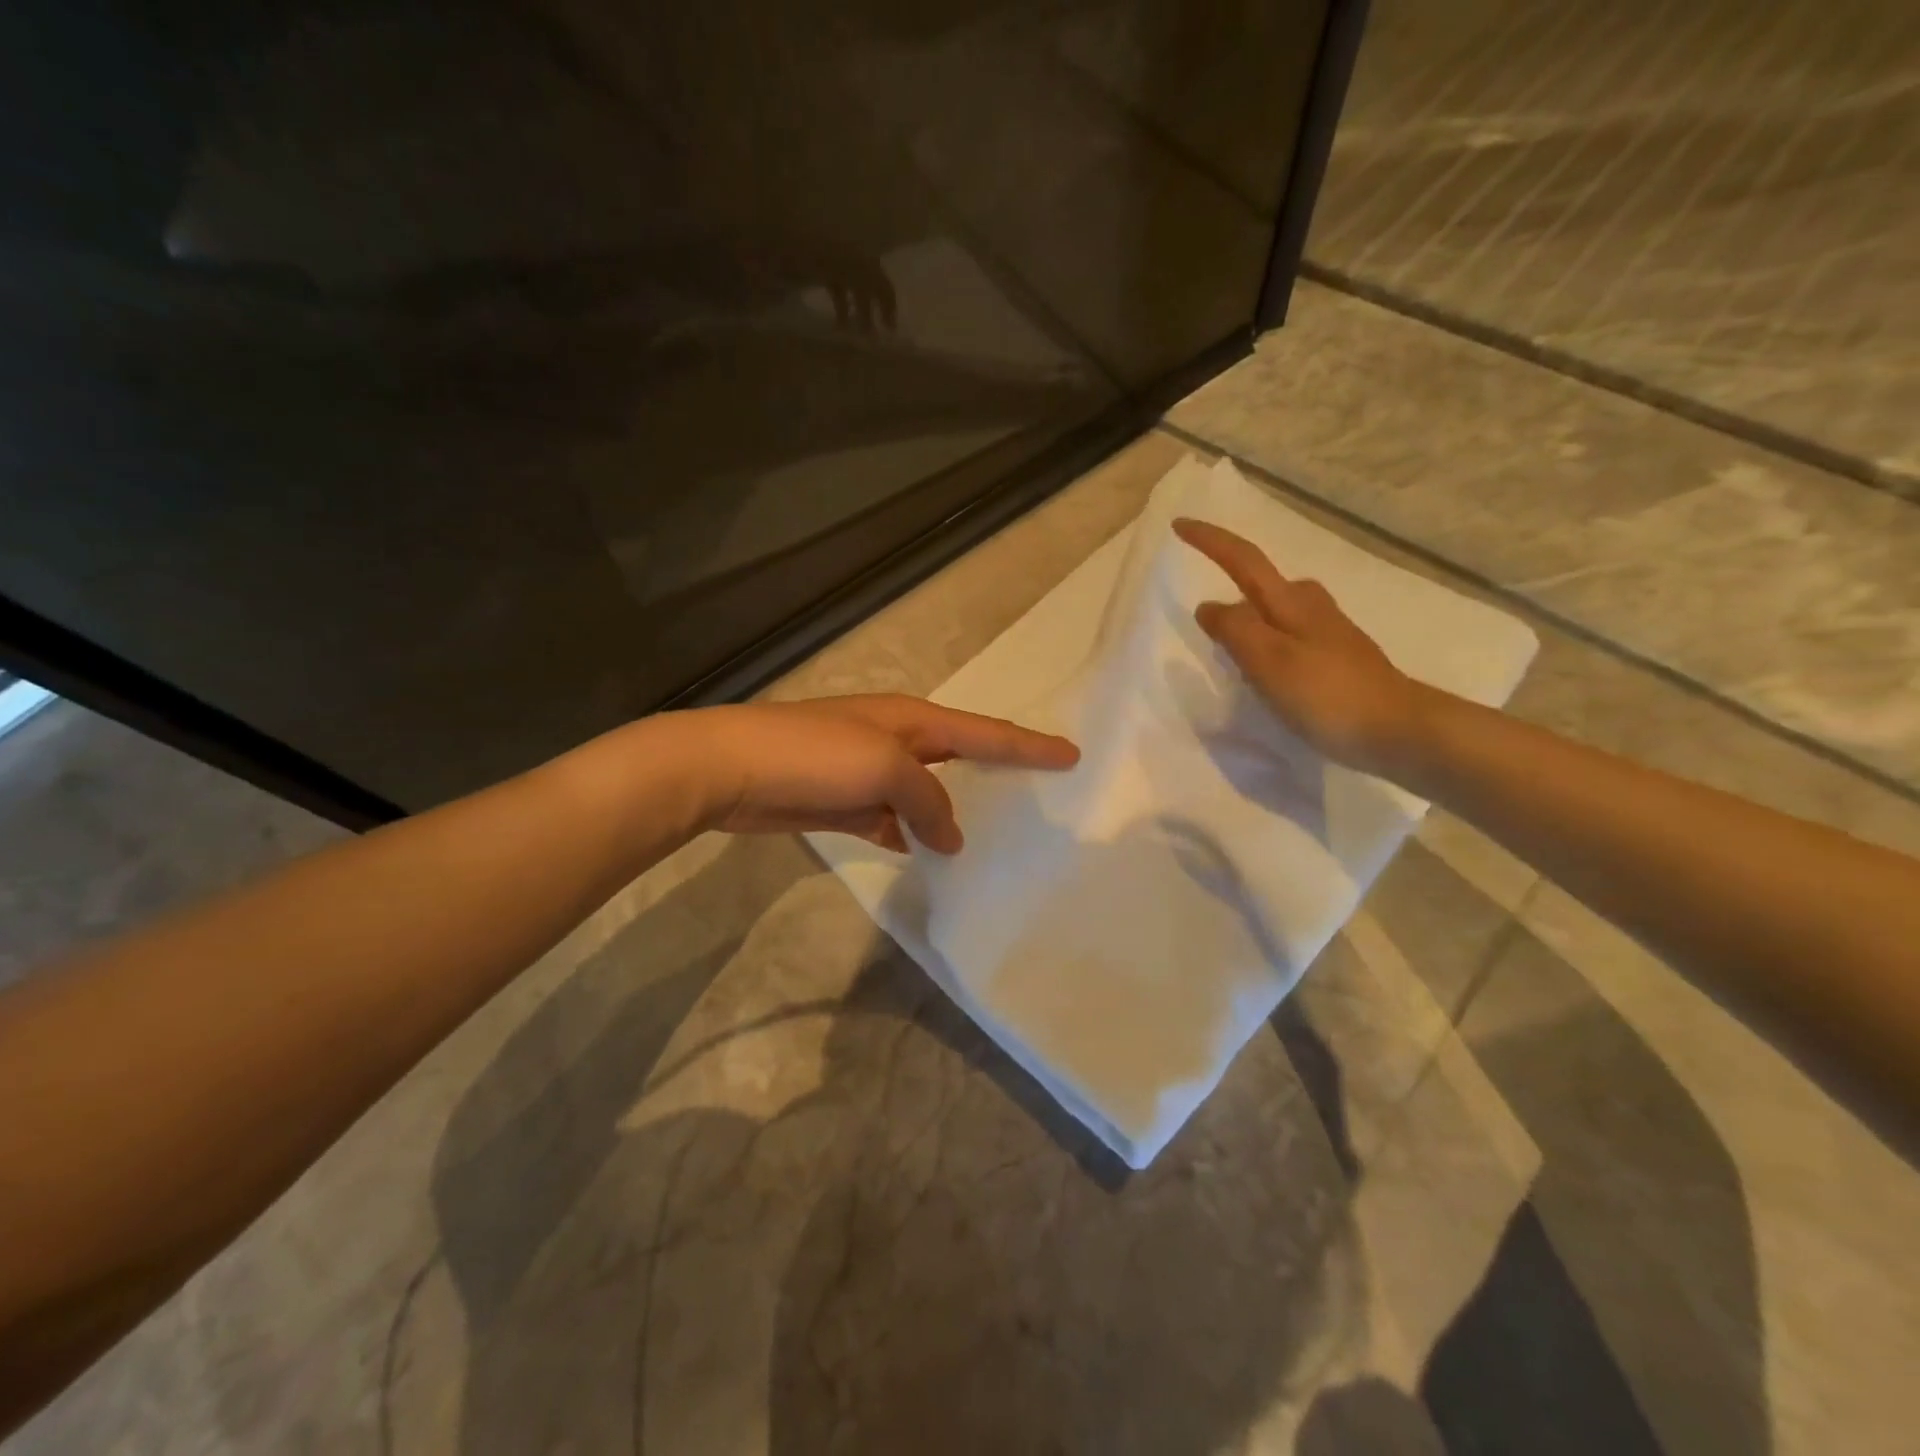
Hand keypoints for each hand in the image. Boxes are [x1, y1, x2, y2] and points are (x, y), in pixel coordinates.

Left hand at [687, 695, 1078, 852]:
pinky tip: (926, 855)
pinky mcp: (844, 802)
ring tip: (990, 837)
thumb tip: (950, 836)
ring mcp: (868, 772)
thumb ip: (928, 800)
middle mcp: (897, 741)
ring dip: (952, 813)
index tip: (1071, 756)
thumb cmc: (814, 755)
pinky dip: (911, 835)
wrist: (729, 768)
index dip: (1030, 745)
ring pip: (926, 794)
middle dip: (998, 772)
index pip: (986, 732)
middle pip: (960, 758)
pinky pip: (892, 819)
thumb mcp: (885, 768)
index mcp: (913, 721)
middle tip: (1038, 794)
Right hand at [1174, 518, 1436, 777]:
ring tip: (1231, 652)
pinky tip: (1270, 675)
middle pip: (1264, 583)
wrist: (1397, 729)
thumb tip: (1209, 607)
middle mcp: (1311, 608)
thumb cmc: (1326, 693)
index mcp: (1290, 602)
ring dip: (1252, 620)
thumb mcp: (1268, 659)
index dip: (1210, 541)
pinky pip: (1292, 637)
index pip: (1243, 559)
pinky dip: (1271, 643)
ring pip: (1280, 611)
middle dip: (1234, 585)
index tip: (1180, 525)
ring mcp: (1329, 633)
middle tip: (1206, 618)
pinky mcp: (1339, 659)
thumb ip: (1234, 629)